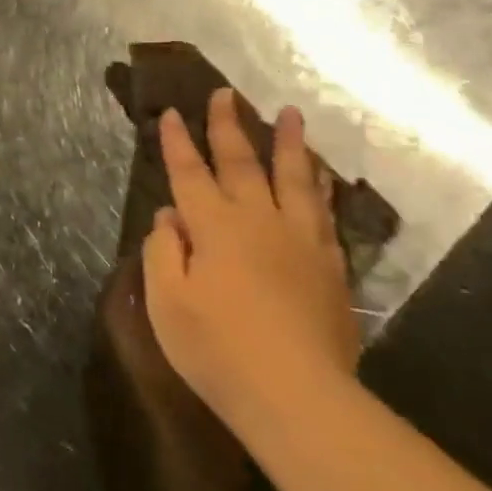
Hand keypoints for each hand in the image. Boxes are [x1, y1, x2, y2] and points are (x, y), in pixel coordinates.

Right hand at [142, 88, 359, 426]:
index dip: (177, 142)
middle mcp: (257, 220)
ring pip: (293, 178)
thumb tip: (170, 216)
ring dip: (288, 142)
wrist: (298, 397)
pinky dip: (318, 186)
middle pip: (240, 162)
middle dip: (228, 126)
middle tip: (224, 93)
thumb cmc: (218, 349)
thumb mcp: (167, 302)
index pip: (188, 173)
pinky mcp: (329, 265)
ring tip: (290, 113)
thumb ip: (163, 251)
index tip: (172, 112)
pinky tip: (319, 175)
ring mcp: (299, 240)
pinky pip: (323, 212)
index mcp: (213, 226)